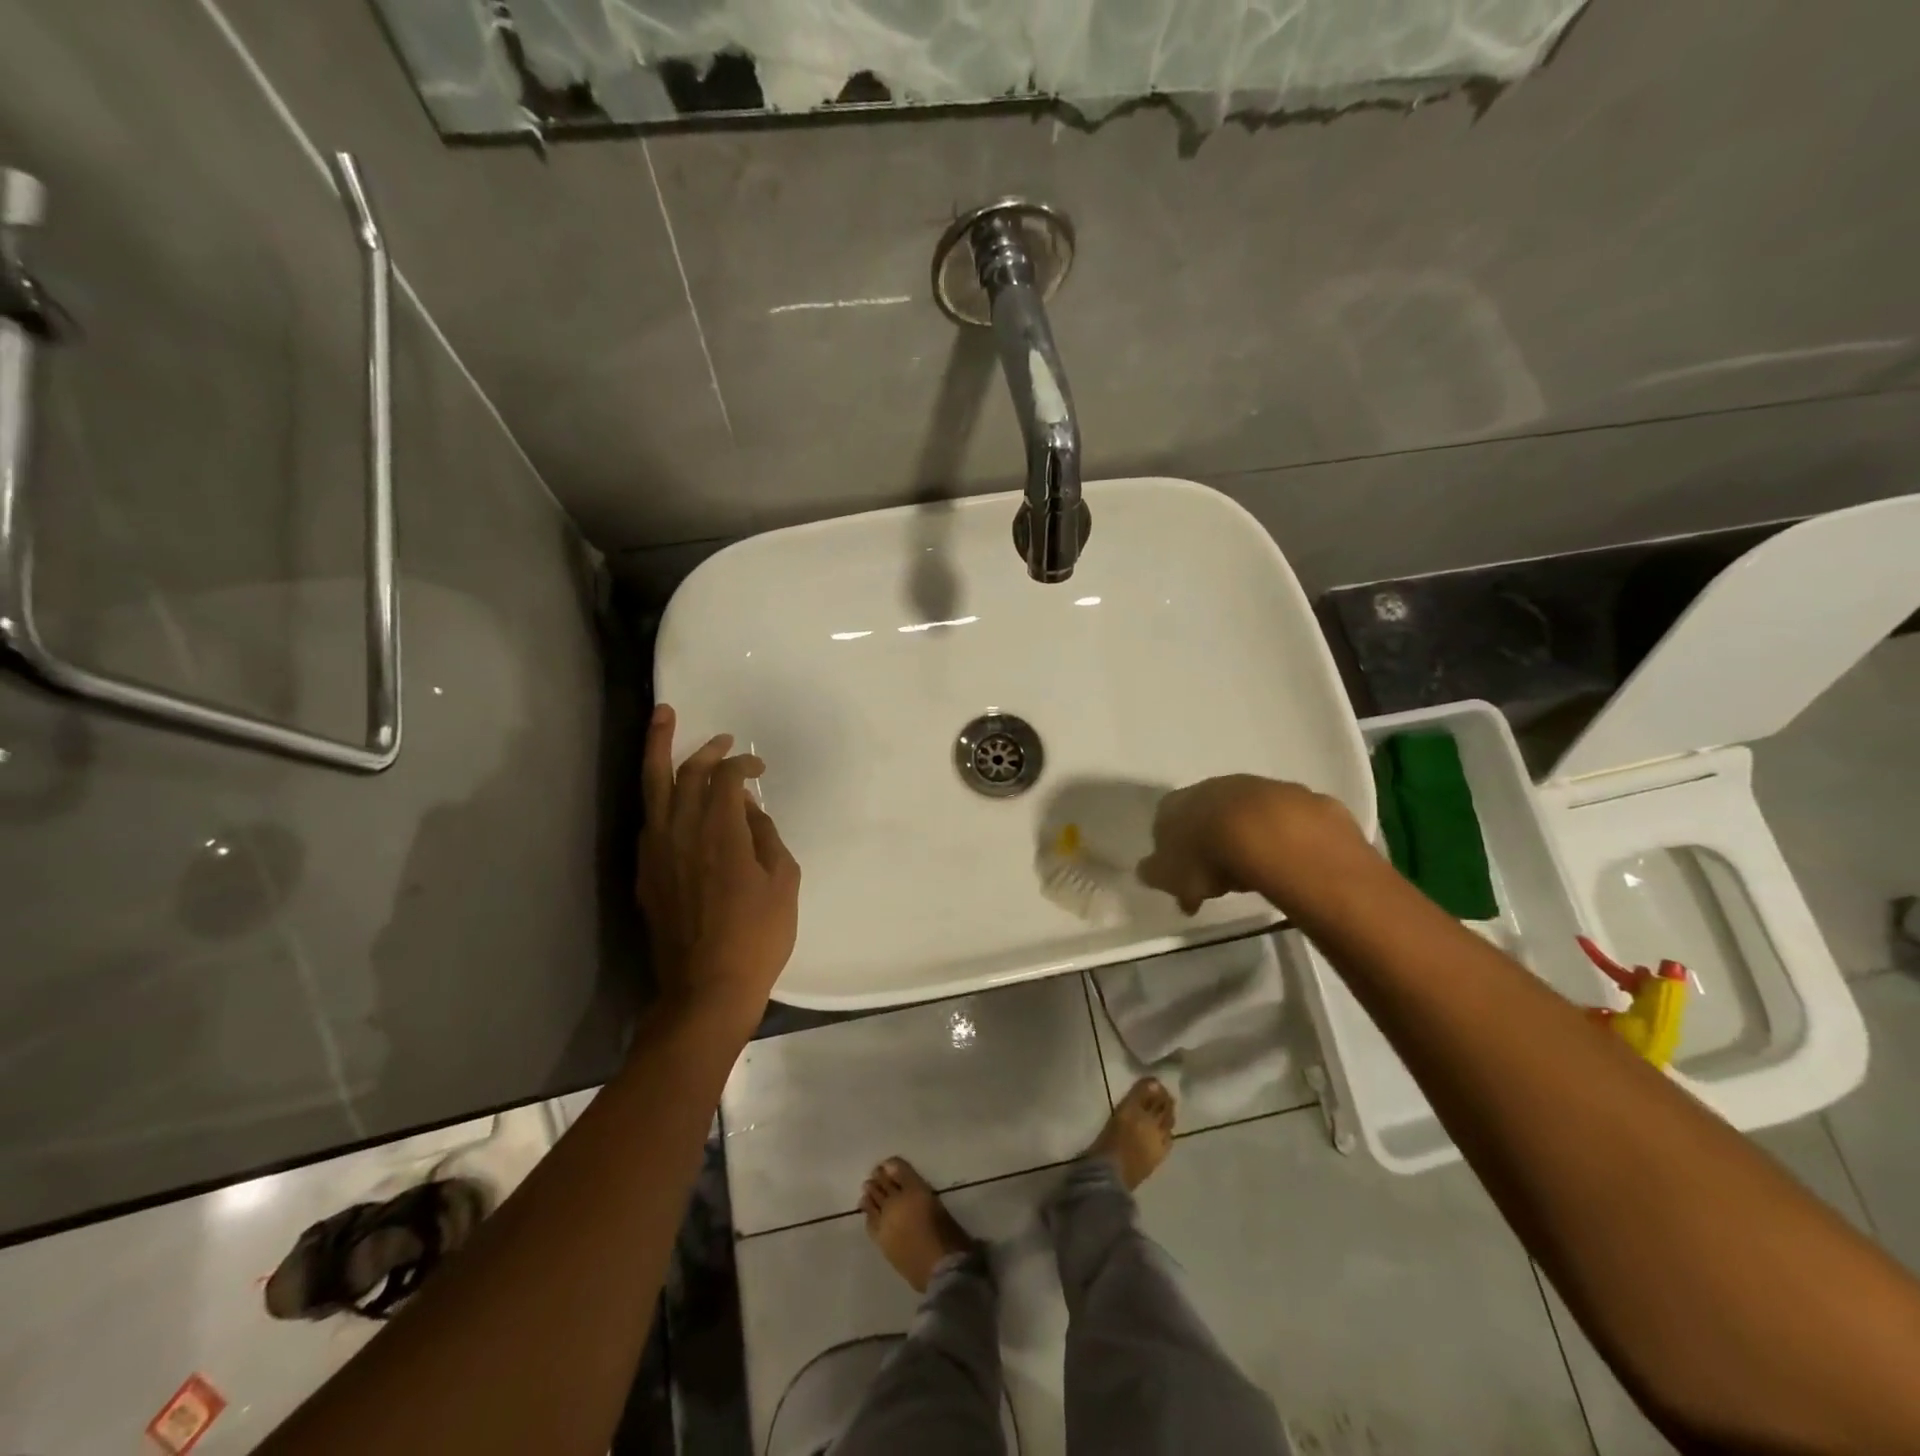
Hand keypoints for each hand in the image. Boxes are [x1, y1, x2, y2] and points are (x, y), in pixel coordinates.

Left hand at [637, 704, 800, 1027]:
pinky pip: (649, 820)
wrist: (706, 989)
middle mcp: (681, 832)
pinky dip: (658, 796)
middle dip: (704, 747)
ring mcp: (656, 852)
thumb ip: (766, 836)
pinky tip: (668, 794)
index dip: (743, 764)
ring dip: (658, 751)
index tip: (759, 767)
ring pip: (652, 788)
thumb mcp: (784, 881)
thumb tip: (748, 810)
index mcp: (720, 832)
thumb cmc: (757, 937)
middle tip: (721, 737)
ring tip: (663, 721)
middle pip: (683, 772)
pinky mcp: (646, 873)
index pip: (725, 778)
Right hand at [1137, 775, 1351, 913]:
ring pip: (1242, 814)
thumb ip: (1155, 873)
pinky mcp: (1292, 796)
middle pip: (1204, 815)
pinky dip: (1279, 838)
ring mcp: (1253, 787)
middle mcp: (1210, 787)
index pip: (1164, 823)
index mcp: (1174, 804)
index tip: (1182, 878)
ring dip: (1245, 837)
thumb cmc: (1205, 856)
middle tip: (1218, 878)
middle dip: (1209, 841)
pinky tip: (1283, 861)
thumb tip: (1146, 871)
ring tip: (1253, 872)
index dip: (1172, 850)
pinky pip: (1280, 820)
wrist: (1267, 832)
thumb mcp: (1169, 875)